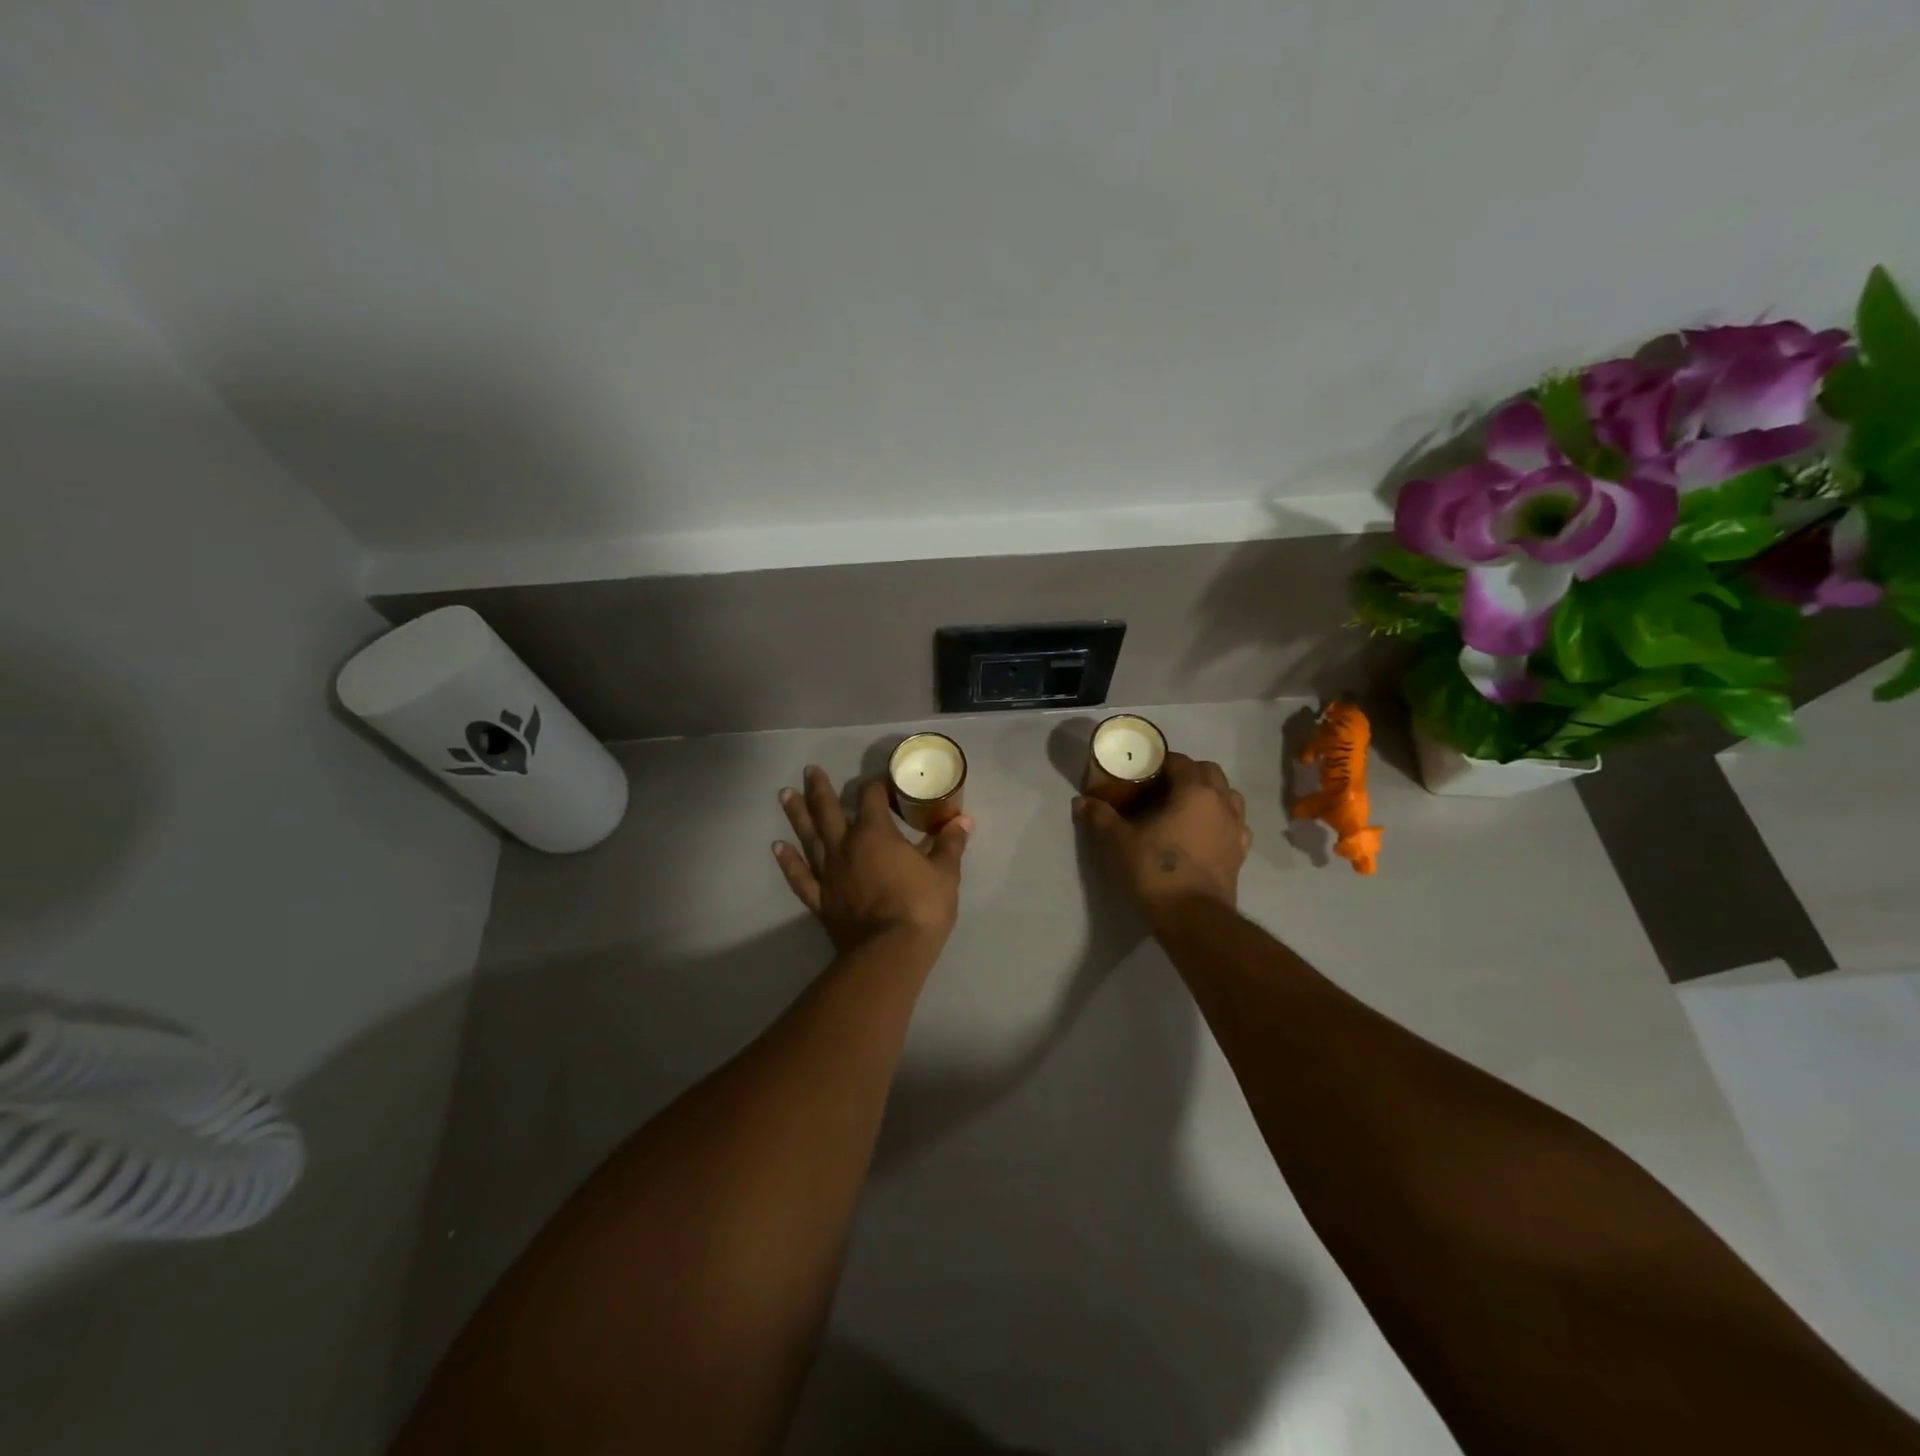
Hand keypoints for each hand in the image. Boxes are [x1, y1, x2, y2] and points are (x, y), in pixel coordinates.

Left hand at [774, 767, 972, 954]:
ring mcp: (829, 873)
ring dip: (797, 814)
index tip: (884, 780)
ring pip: (808, 836)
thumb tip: (964, 820)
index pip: (871, 796)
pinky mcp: (821, 899)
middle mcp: (845, 846)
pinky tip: (777, 847)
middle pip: (828, 809)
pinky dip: (788, 861)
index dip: (877, 784)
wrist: (889, 953)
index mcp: (875, 833)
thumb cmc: (921, 907)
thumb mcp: (945, 872)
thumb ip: (950, 843)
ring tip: (785, 794)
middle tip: (810, 770)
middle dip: (820, 788)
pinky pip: (800, 876)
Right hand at [1073, 753, 1250, 927]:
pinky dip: (1220, 821)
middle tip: (1160, 788)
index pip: (1179, 761)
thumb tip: (1081, 801)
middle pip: (1208, 772)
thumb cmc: (1155, 870)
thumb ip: (1100, 817)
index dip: (1158, 762)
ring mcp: (1236, 828)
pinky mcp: (1240, 854)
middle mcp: (1222, 802)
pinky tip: (1203, 833)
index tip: (1139, 772)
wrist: (1193, 918)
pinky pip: (1235, 825)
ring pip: (1228, 796)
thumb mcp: (1118, 842)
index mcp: (1195, 790)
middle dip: (1186, 773)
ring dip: (1209, 794)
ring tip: (1184, 808)